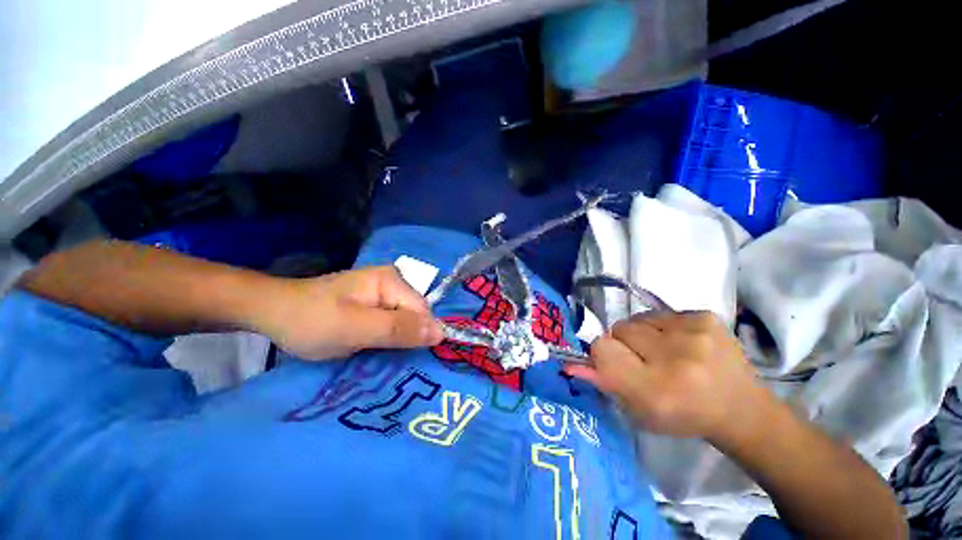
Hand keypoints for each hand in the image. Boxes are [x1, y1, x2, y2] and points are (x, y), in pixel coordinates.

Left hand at [252, 266, 443, 359]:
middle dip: (406, 338)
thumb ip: (399, 329)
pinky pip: (393, 323)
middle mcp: (393, 282)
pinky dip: (387, 338)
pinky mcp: (375, 304)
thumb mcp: (355, 328)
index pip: (423, 311)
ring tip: (380, 356)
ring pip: (405, 321)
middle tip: (385, 358)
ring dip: (396, 340)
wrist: (272, 314)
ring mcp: (384, 292)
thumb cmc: (311, 321)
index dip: (417, 336)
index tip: (402, 359)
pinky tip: (376, 348)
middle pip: (415, 315)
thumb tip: (442, 333)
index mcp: (392, 280)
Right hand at [565, 311, 768, 440]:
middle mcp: (675, 358)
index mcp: (655, 389)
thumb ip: (604, 383)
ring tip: (664, 351)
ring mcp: (694, 333)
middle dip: (624, 343)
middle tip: (645, 360)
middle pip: (618, 328)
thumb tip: (570, 363)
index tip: (615, 362)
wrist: (740, 408)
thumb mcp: (638, 411)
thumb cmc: (683, 415)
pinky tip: (681, 343)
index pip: (603, 349)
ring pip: (637, 319)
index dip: (603, 354)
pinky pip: (660, 313)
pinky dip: (662, 327)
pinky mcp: (706, 317)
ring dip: (642, 333)